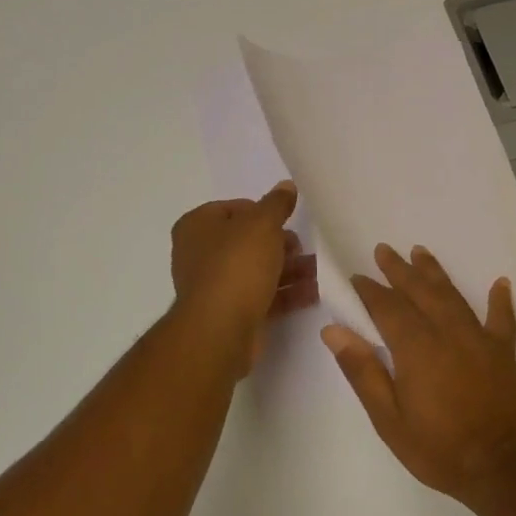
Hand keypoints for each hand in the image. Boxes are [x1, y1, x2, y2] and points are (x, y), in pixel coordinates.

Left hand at [170, 182, 318, 376]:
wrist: (220, 330)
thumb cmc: (237, 265)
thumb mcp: (262, 224)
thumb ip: (277, 204)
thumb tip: (286, 185)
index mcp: (197, 225)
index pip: (234, 208)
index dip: (263, 212)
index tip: (287, 221)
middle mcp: (199, 253)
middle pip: (247, 241)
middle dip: (280, 244)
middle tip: (302, 247)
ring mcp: (214, 285)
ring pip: (257, 270)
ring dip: (289, 269)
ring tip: (318, 270)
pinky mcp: (230, 312)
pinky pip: (262, 295)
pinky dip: (286, 292)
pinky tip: (314, 292)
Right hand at [321, 244, 515, 501]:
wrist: (507, 470)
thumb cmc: (441, 449)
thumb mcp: (389, 420)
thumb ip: (363, 372)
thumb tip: (334, 331)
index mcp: (416, 347)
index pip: (387, 307)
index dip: (370, 290)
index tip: (356, 276)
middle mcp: (447, 332)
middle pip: (419, 292)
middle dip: (399, 270)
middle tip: (384, 250)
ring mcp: (479, 339)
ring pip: (452, 296)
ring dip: (434, 273)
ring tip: (420, 252)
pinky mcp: (504, 353)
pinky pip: (502, 319)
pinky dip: (500, 300)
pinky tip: (500, 283)